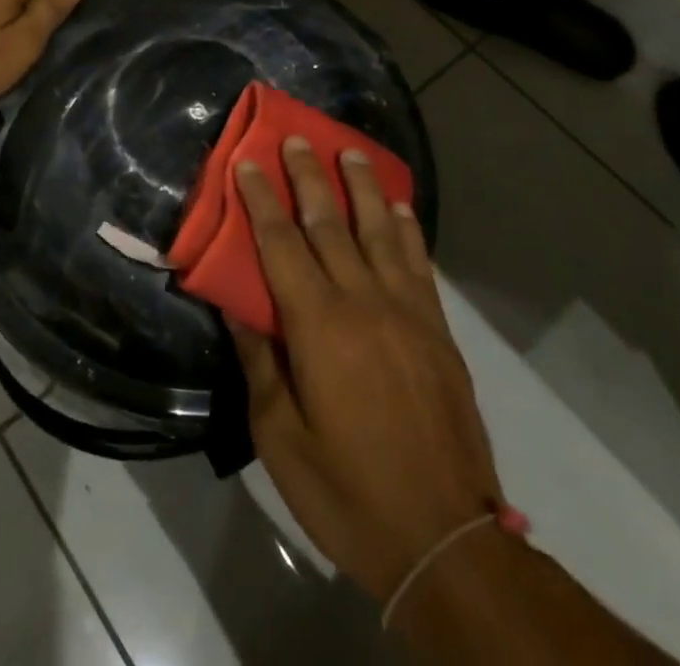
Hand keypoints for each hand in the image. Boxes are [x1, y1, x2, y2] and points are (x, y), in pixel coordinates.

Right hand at [229, 139, 514, 603]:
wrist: (445, 541)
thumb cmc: (347, 491)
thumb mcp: (279, 437)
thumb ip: (258, 360)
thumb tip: (234, 301)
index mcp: (319, 326)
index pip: (281, 243)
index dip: (262, 199)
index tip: (249, 161)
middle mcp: (364, 302)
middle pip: (331, 223)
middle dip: (310, 176)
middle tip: (297, 137)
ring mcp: (407, 312)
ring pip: (380, 231)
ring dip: (362, 187)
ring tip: (349, 151)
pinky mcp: (437, 331)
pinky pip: (419, 263)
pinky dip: (407, 228)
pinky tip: (399, 208)